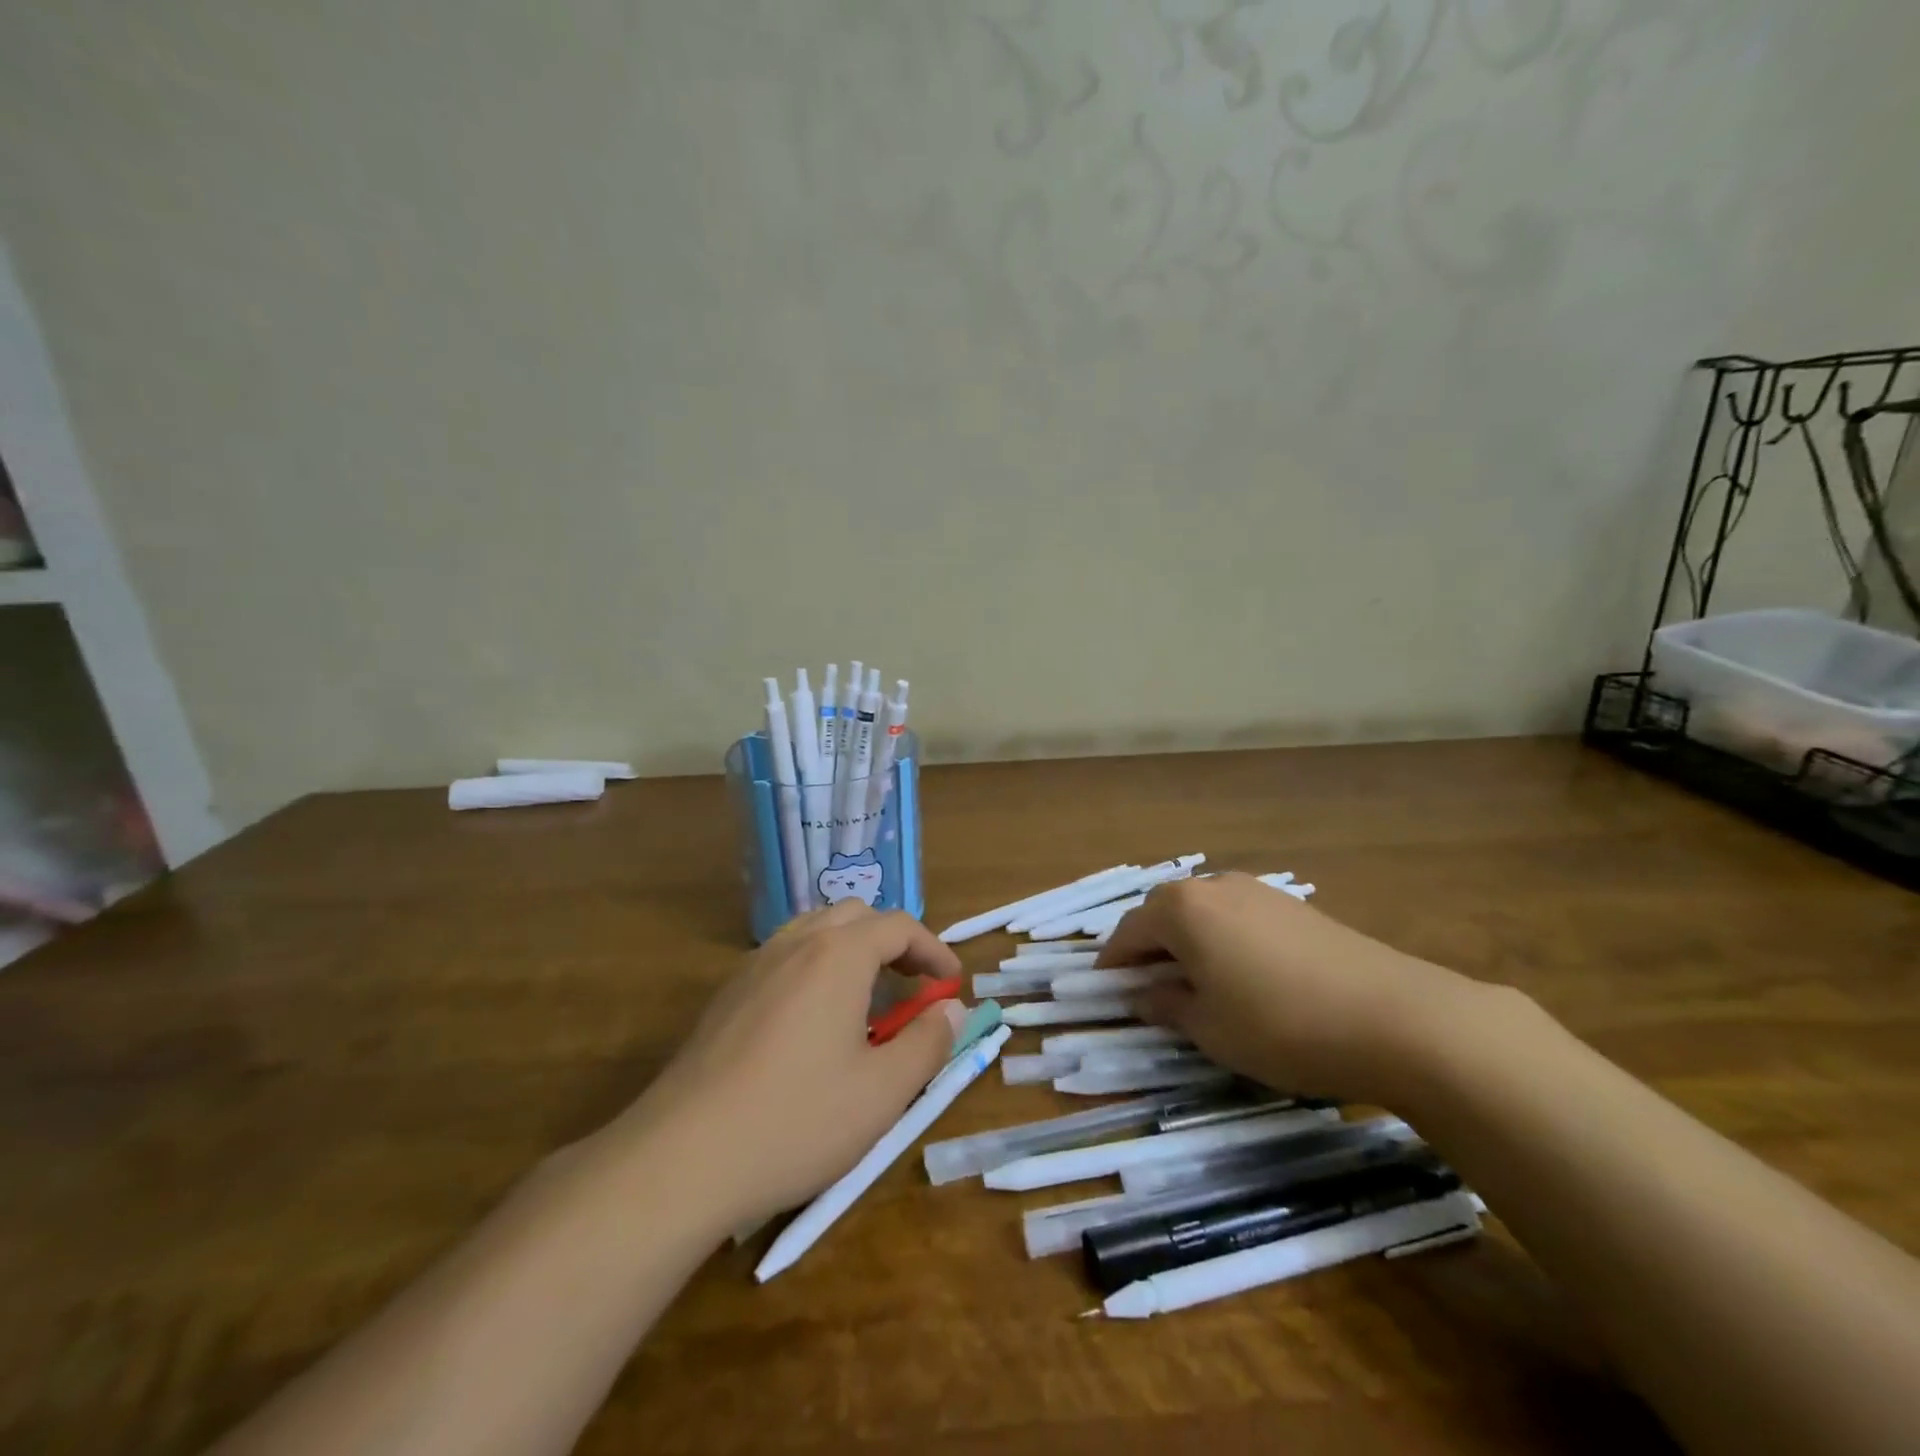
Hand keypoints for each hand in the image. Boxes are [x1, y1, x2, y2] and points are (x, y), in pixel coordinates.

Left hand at [602, 901, 967, 1230]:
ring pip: (815, 931)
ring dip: (852, 951)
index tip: (951, 983)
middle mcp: (795, 944)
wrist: (681, 1157)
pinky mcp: (727, 994)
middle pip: (855, 916)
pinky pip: (784, 956)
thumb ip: (927, 1043)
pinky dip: (815, 967)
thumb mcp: (882, 1092)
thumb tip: (952, 1009)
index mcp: (838, 955)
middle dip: (892, 942)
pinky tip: (813, 1022)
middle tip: (912, 987)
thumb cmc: (796, 1120)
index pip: (899, 926)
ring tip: (866, 1000)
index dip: (933, 949)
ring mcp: (754, 965)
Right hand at [1099, 873, 1487, 1107]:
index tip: (1104, 989)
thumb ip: (1166, 1005)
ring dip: (1187, 941)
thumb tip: (1143, 994)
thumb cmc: (1280, 1025)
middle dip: (1148, 947)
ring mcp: (1259, 892)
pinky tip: (1242, 975)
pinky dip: (1223, 940)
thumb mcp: (1209, 1028)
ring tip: (1193, 982)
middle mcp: (1214, 886)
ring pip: (1204, 912)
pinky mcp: (1295, 907)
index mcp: (1182, 909)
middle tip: (1146, 986)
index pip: (1129, 931)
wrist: (1396, 1017)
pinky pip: (1239, 918)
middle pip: (1164, 913)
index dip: (1113, 962)